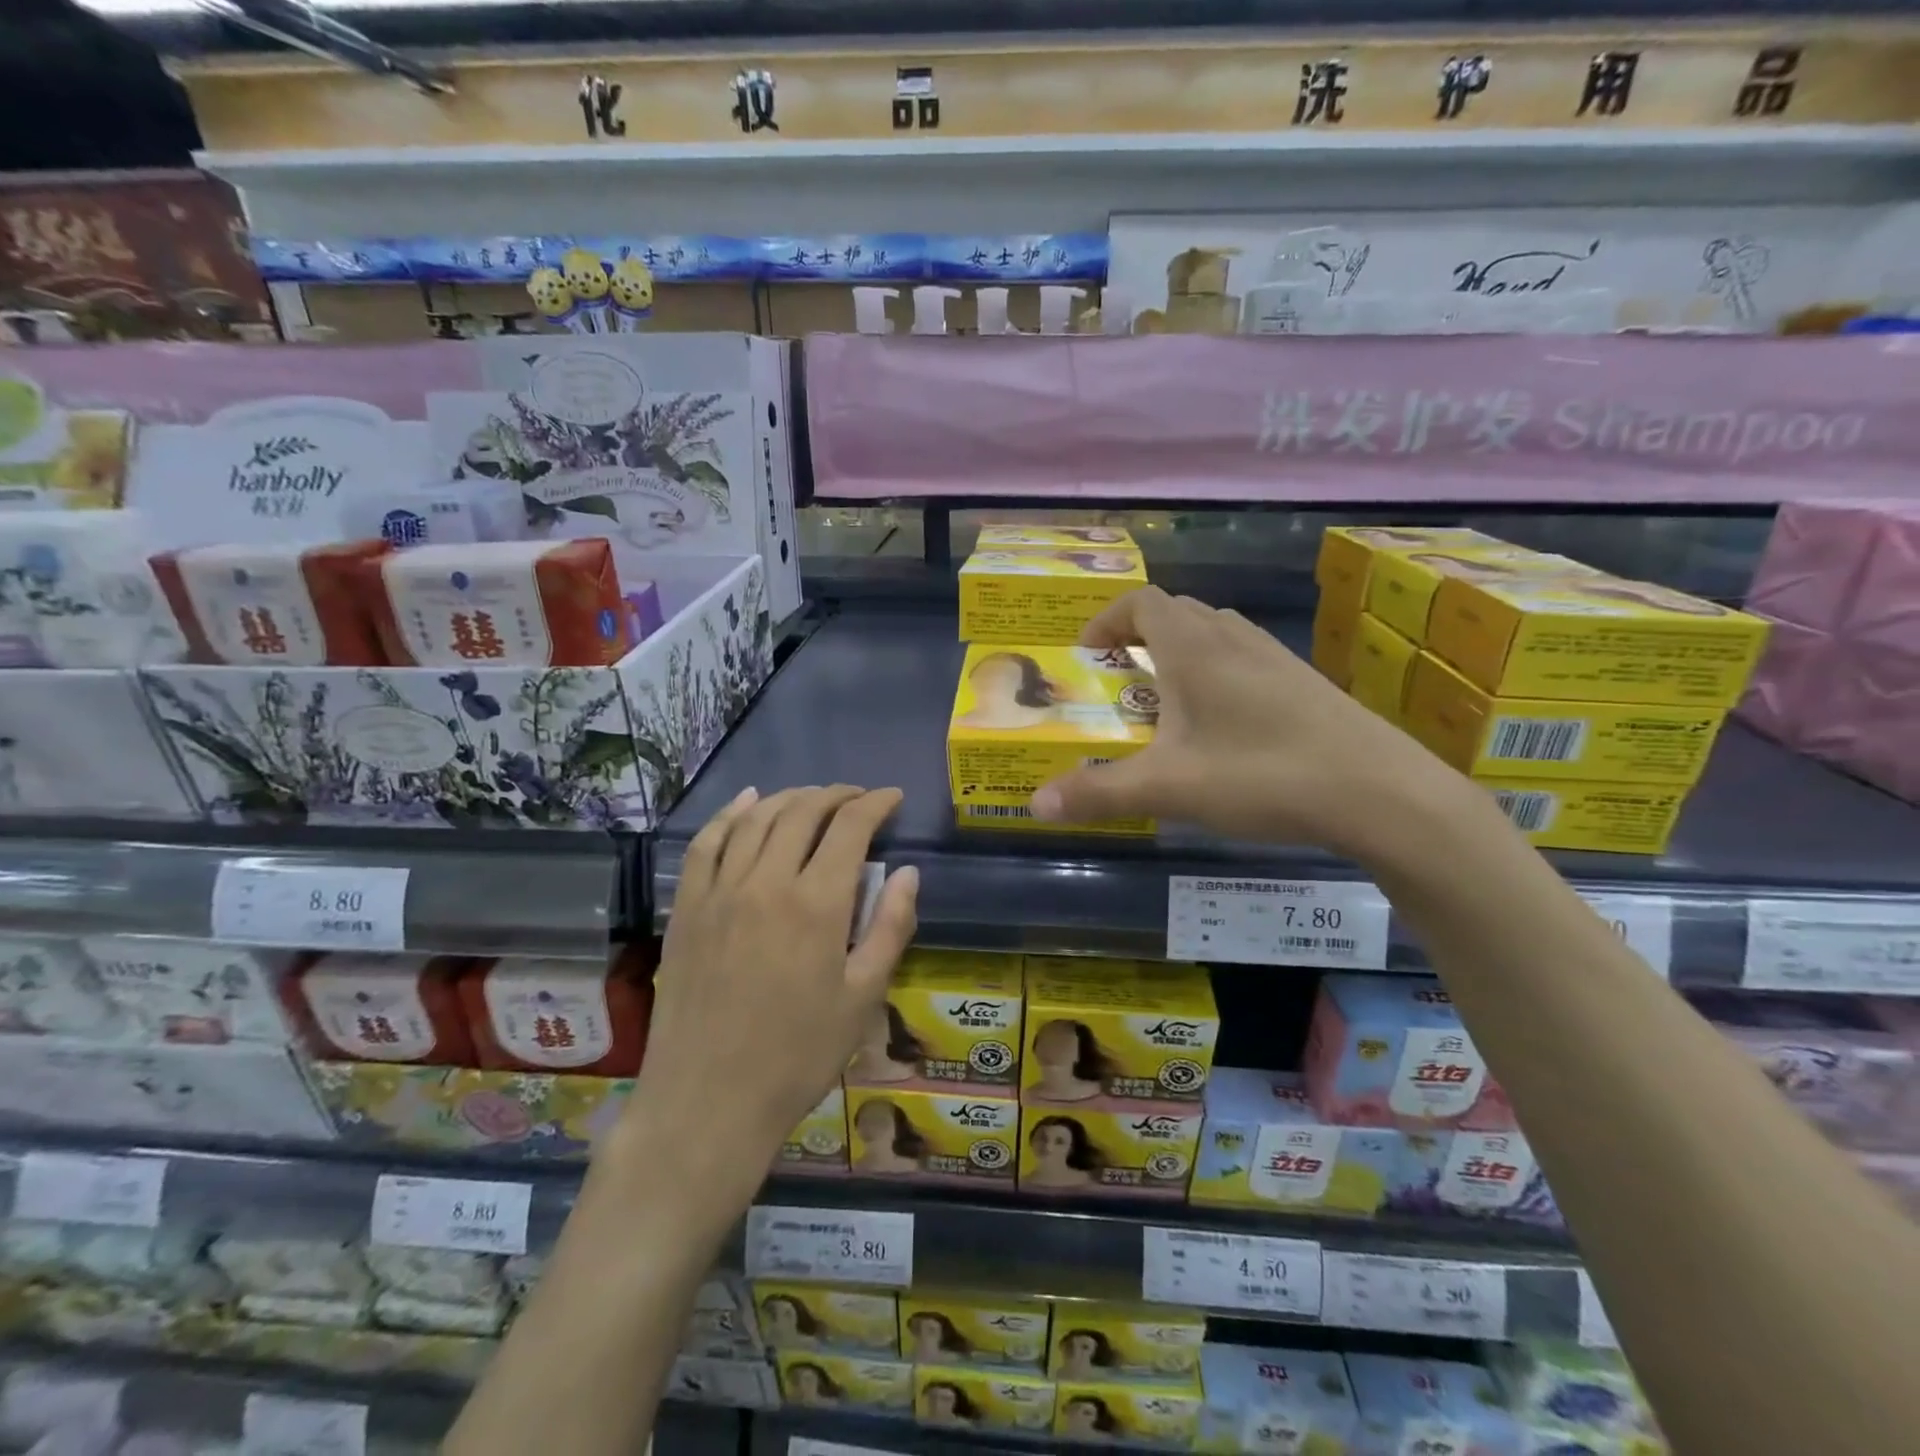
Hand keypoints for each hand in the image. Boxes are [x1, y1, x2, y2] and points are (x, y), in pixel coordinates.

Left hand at [624, 785, 917, 1193]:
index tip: (892, 798)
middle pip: (803, 812)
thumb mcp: (862, 998)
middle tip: (857, 798)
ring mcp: (720, 891)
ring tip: (813, 798)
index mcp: (816, 904)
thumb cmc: (798, 1055)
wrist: (709, 1101)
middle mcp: (767, 882)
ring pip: (757, 819)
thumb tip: (908, 873)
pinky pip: (707, 843)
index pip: (851, 828)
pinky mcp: (688, 907)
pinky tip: (747, 802)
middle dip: (836, 796)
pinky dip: (730, 814)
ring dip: (790, 798)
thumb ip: (890, 928)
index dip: (875, 804)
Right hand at [1030, 588, 1460, 863]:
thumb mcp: (1169, 789)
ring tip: (1167, 696)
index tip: (1089, 652)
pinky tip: (1224, 723)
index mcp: (1194, 649)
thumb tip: (1036, 804)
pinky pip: (1247, 656)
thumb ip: (1098, 793)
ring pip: (1216, 631)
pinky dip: (1218, 669)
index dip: (1108, 618)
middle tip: (1121, 675)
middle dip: (1141, 633)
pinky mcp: (1306, 682)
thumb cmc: (1263, 776)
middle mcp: (1234, 639)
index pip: (1143, 602)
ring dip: (1182, 649)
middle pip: (1178, 611)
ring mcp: (1276, 657)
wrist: (1381, 793)